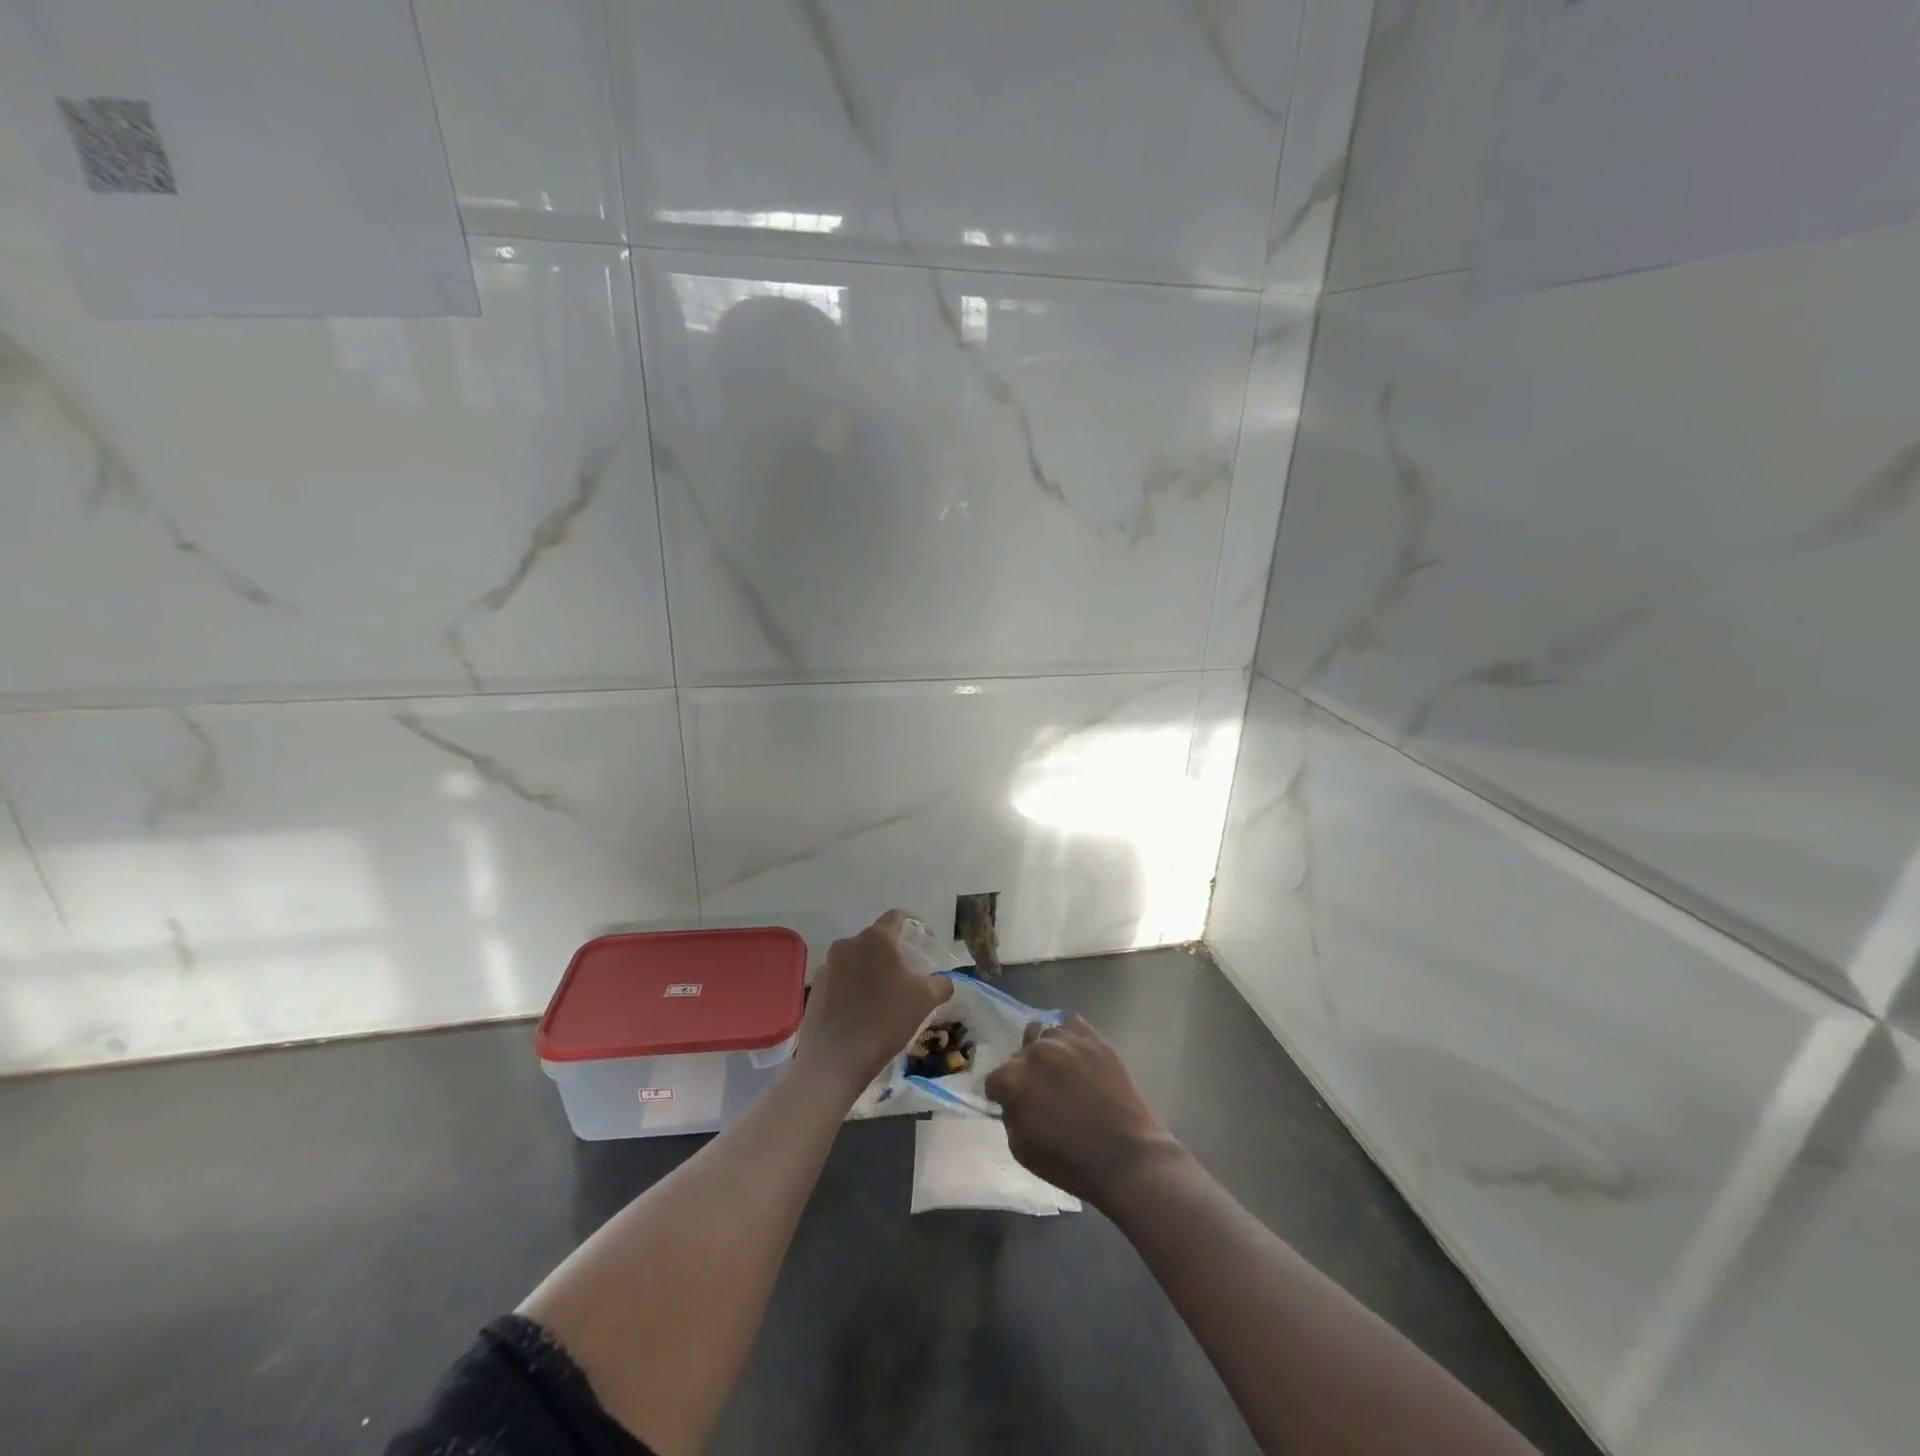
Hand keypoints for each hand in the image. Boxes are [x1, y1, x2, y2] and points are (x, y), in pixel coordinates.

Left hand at [796, 910, 951, 1090]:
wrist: (834, 1060)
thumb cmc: (884, 1021)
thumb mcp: (925, 1001)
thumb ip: (941, 983)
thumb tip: (943, 980)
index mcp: (876, 939)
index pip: (897, 917)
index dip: (914, 927)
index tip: (924, 945)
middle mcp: (849, 944)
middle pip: (876, 940)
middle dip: (892, 954)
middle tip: (907, 977)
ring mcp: (828, 965)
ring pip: (857, 960)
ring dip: (871, 971)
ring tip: (884, 997)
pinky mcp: (815, 987)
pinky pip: (841, 979)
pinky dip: (853, 988)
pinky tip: (861, 1012)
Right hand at [984, 1014, 1182, 1207]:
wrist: (1125, 1158)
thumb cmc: (1070, 1163)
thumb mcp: (1022, 1151)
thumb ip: (1009, 1116)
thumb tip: (1013, 1100)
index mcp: (1013, 1079)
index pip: (994, 1080)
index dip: (1001, 1096)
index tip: (1014, 1107)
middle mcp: (1035, 1052)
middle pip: (1019, 1054)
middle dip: (1024, 1073)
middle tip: (1041, 1093)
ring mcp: (1066, 1041)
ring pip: (1044, 1034)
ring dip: (1046, 1052)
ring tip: (1061, 1072)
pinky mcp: (1093, 1039)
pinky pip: (1071, 1023)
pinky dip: (1069, 1036)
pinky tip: (1075, 1055)